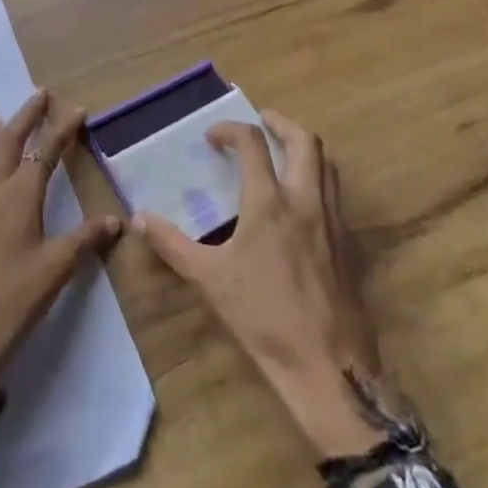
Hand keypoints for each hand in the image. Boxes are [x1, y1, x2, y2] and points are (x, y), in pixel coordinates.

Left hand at [0, 88, 122, 413]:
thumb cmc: (16, 301)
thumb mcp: (58, 270)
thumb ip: (86, 239)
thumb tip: (116, 220)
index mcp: (20, 199)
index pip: (45, 153)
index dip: (62, 129)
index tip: (76, 110)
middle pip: (7, 145)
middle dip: (25, 117)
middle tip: (38, 96)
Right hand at [133, 112, 400, 458]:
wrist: (329, 366)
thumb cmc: (264, 317)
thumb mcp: (210, 280)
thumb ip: (173, 244)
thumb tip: (140, 218)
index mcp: (270, 203)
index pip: (253, 144)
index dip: (230, 131)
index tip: (212, 138)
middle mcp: (305, 200)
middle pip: (304, 141)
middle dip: (280, 124)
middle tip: (261, 121)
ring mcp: (332, 220)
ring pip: (326, 164)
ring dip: (303, 147)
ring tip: (282, 151)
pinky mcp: (348, 243)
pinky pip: (335, 193)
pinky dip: (317, 177)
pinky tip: (301, 199)